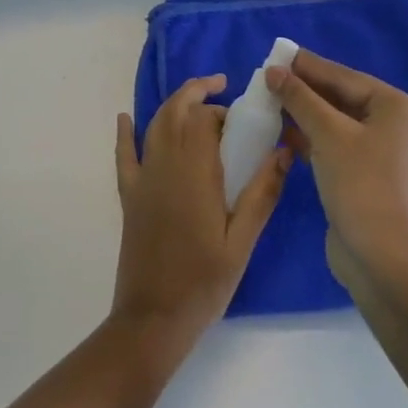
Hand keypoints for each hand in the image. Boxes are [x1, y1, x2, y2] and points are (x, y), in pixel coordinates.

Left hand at [111, 75, 288, 343]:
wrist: (153, 320)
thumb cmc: (204, 282)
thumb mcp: (242, 241)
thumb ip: (261, 193)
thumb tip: (284, 150)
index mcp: (195, 172)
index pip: (204, 119)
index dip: (223, 110)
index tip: (242, 119)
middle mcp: (166, 164)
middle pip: (176, 111)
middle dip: (197, 92)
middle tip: (220, 88)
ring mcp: (144, 178)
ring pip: (155, 125)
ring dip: (173, 106)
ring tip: (195, 100)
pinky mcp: (130, 196)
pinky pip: (124, 155)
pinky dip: (125, 133)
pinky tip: (125, 118)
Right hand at [266, 50, 407, 289]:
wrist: (385, 262)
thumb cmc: (361, 184)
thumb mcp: (327, 133)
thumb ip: (299, 98)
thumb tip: (273, 71)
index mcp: (399, 108)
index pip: (345, 77)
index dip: (308, 66)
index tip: (278, 55)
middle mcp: (400, 127)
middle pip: (344, 99)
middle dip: (306, 92)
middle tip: (271, 79)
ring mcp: (389, 157)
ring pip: (341, 125)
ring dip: (308, 116)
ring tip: (273, 103)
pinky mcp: (375, 182)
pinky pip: (341, 149)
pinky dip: (316, 141)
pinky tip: (287, 136)